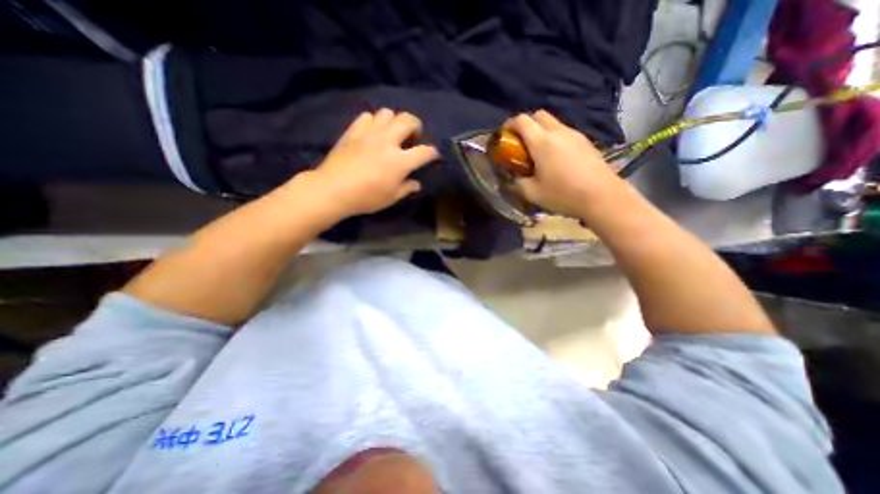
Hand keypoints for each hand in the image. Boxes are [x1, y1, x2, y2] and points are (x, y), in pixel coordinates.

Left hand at [308, 110, 438, 217]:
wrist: (333, 189)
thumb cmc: (366, 198)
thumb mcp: (391, 198)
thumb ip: (407, 188)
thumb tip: (416, 183)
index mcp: (399, 161)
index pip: (424, 152)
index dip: (432, 153)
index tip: (433, 155)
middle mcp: (387, 142)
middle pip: (407, 120)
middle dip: (416, 125)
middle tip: (413, 137)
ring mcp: (369, 134)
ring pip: (387, 113)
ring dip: (394, 121)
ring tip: (392, 133)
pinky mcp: (353, 132)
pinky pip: (367, 117)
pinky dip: (374, 122)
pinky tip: (372, 133)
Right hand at [506, 110, 621, 217]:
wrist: (602, 196)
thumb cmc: (563, 194)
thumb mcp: (532, 193)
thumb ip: (517, 182)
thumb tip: (511, 177)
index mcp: (542, 142)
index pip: (522, 120)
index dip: (509, 125)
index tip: (504, 137)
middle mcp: (558, 132)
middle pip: (538, 115)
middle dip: (526, 125)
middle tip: (521, 144)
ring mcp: (574, 135)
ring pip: (553, 123)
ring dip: (540, 132)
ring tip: (538, 153)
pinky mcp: (585, 141)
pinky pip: (564, 132)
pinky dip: (554, 138)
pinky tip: (555, 158)